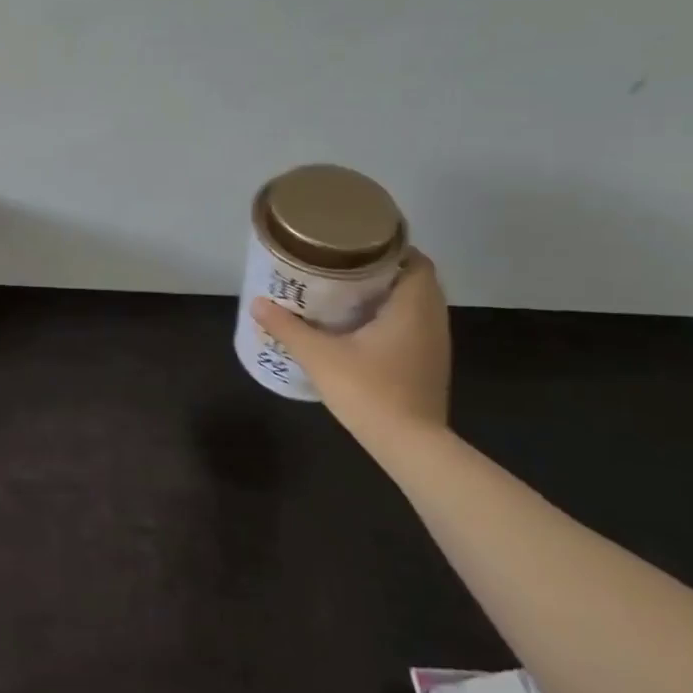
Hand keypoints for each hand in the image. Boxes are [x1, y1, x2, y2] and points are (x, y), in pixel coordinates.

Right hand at [250, 251, 451, 443]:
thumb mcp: (320, 356)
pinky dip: (392, 317)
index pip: (415, 260)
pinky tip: (360, 326)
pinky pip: (414, 325)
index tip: (355, 245)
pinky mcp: (429, 364)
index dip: (389, 248)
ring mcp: (435, 344)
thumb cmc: (369, 391)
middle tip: (342, 266)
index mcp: (412, 306)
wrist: (410, 446)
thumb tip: (257, 303)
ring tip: (346, 292)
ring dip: (387, 294)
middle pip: (415, 279)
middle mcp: (432, 319)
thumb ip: (288, 328)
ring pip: (416, 304)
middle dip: (381, 269)